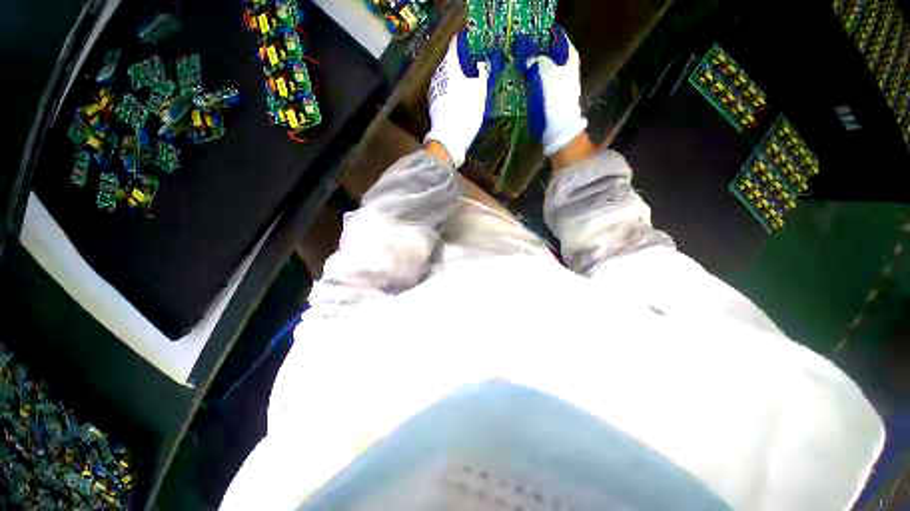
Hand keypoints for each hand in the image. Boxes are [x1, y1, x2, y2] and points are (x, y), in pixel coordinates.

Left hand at [424, 31, 493, 167]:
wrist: (448, 141)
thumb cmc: (465, 114)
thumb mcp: (479, 93)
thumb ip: (482, 75)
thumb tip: (482, 64)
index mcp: (449, 68)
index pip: (454, 46)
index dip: (463, 42)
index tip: (472, 43)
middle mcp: (438, 76)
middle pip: (449, 62)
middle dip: (460, 62)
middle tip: (473, 64)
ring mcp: (433, 91)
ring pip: (446, 78)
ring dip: (455, 77)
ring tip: (467, 83)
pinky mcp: (433, 106)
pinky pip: (443, 91)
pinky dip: (451, 90)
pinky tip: (458, 99)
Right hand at [515, 26, 588, 155]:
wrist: (558, 129)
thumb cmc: (556, 99)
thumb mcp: (546, 72)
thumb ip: (538, 60)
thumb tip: (529, 58)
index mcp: (570, 60)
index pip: (559, 40)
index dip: (546, 37)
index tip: (532, 38)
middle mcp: (566, 71)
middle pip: (550, 56)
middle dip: (536, 54)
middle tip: (521, 51)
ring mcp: (558, 87)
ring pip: (543, 72)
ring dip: (531, 69)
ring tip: (518, 66)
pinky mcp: (550, 100)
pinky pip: (539, 86)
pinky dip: (530, 84)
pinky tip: (521, 84)